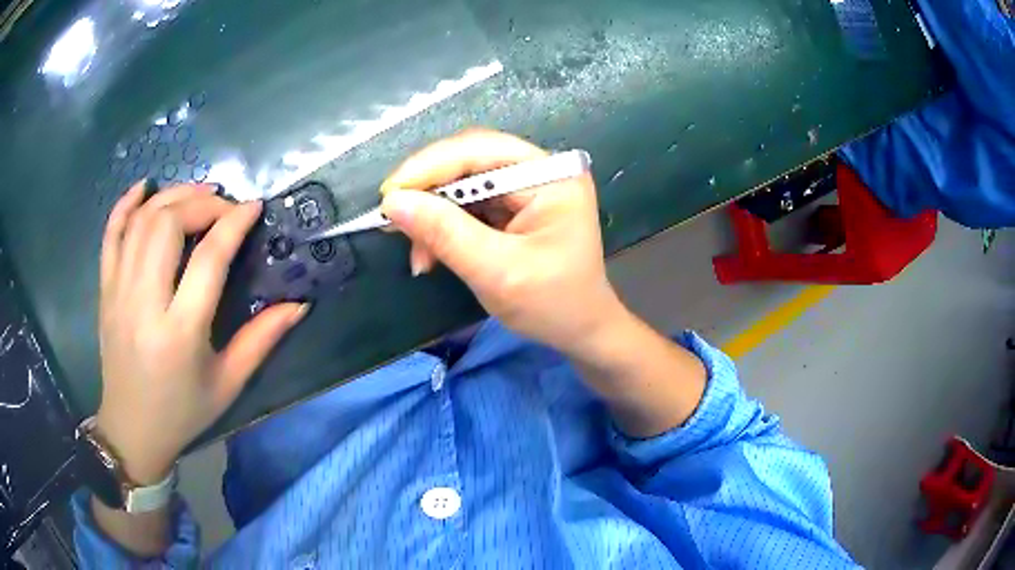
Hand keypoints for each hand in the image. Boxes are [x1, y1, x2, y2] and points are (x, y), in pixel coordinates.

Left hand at [96, 181, 306, 483]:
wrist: (132, 429)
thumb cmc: (183, 412)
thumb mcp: (228, 383)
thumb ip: (262, 339)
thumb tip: (299, 303)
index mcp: (179, 334)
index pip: (208, 259)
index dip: (233, 224)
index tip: (254, 207)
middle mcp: (144, 305)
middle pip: (168, 225)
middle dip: (202, 202)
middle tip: (225, 205)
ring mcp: (118, 293)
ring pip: (141, 222)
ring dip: (172, 196)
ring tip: (198, 192)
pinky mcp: (105, 289)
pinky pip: (111, 234)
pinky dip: (126, 203)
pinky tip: (145, 188)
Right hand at [380, 129, 625, 355]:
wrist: (581, 330)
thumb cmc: (552, 305)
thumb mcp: (496, 272)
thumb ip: (445, 234)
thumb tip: (393, 203)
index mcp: (551, 176)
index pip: (480, 150)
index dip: (429, 167)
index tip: (389, 195)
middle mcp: (540, 170)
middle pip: (469, 161)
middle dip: (428, 193)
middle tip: (394, 222)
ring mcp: (528, 187)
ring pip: (462, 184)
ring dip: (433, 216)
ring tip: (419, 255)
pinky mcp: (515, 205)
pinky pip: (468, 204)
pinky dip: (445, 227)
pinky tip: (432, 253)